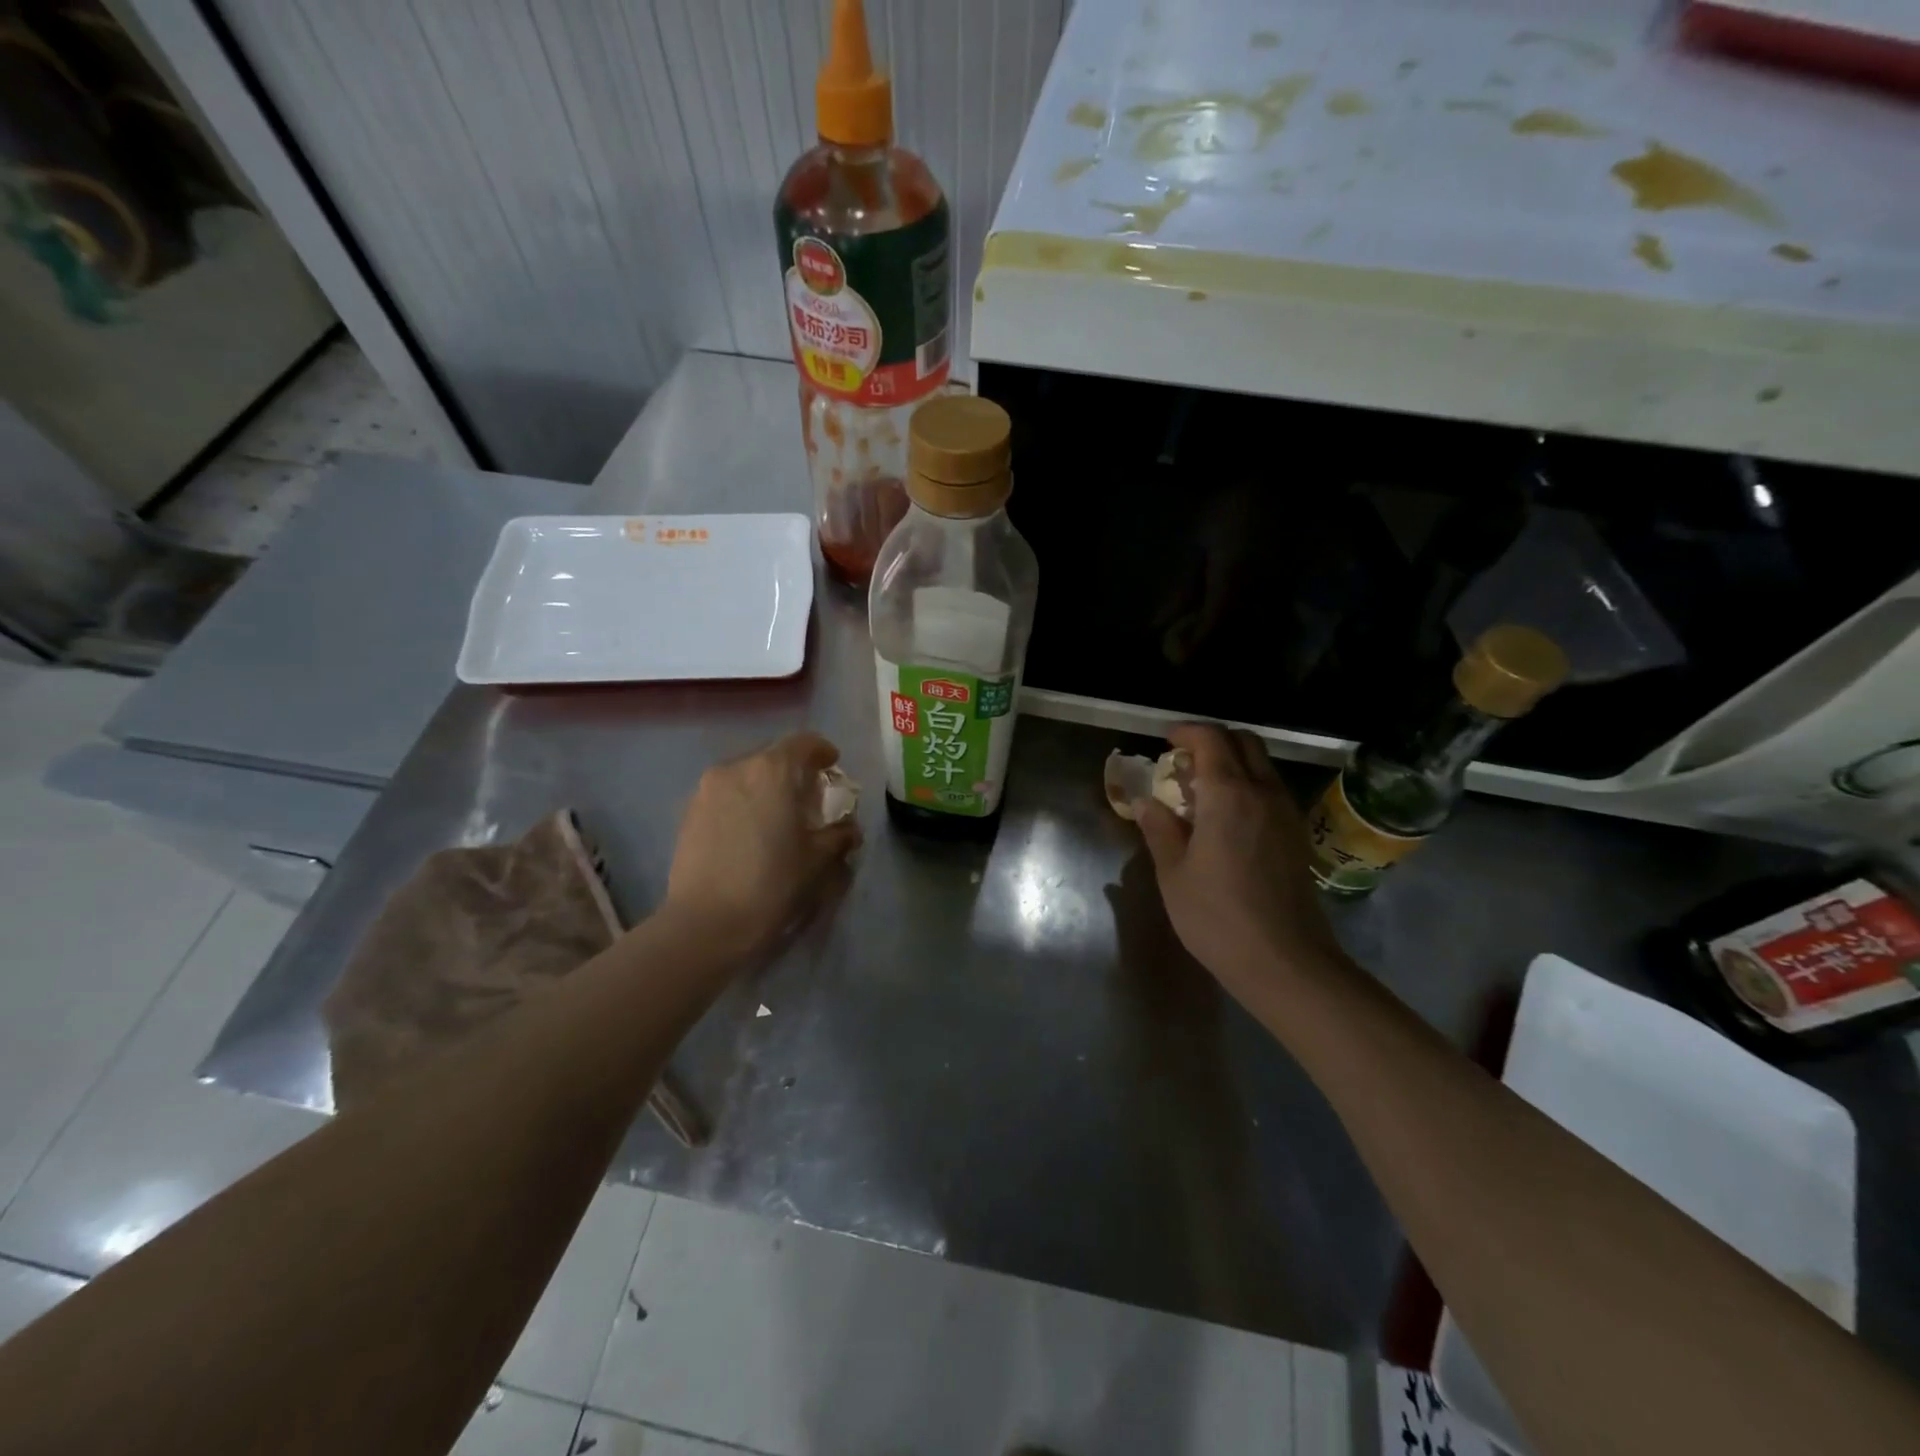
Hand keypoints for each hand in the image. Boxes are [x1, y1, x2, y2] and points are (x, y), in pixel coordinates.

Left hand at [663, 732, 861, 955]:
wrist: (706, 922)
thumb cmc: (771, 883)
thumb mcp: (818, 860)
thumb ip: (839, 835)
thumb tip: (850, 829)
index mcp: (773, 770)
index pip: (804, 743)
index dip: (822, 751)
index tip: (833, 766)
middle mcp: (736, 768)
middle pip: (772, 756)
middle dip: (793, 771)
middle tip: (808, 797)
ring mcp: (707, 788)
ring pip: (745, 774)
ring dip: (765, 786)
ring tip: (776, 815)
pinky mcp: (688, 811)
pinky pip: (724, 794)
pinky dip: (742, 801)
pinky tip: (749, 830)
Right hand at [1135, 724, 1346, 1002]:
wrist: (1285, 961)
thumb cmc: (1217, 917)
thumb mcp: (1173, 873)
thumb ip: (1159, 829)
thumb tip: (1145, 801)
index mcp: (1228, 795)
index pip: (1211, 739)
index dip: (1186, 732)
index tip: (1165, 742)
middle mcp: (1263, 792)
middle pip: (1244, 742)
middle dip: (1213, 740)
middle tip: (1183, 762)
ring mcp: (1286, 813)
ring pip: (1262, 765)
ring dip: (1232, 763)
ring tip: (1200, 791)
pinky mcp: (1297, 834)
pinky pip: (1271, 789)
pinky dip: (1248, 784)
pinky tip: (1226, 817)